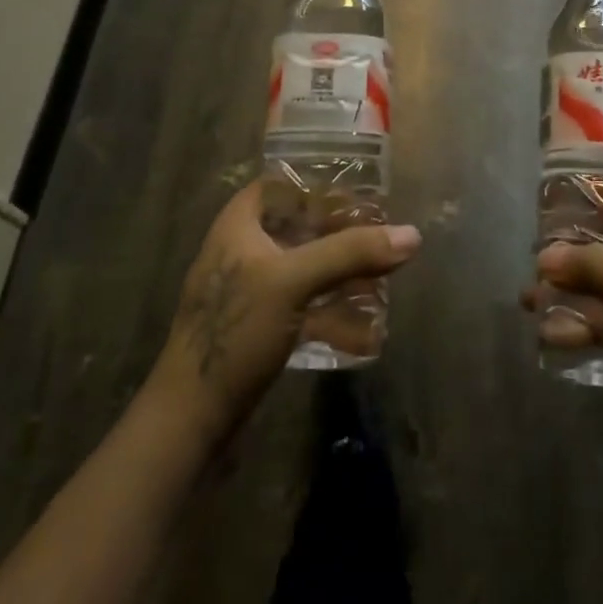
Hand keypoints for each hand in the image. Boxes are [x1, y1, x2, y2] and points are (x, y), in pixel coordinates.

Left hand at [147, 183, 421, 446]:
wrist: (190, 420)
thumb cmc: (235, 332)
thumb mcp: (293, 282)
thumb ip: (350, 253)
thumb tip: (412, 234)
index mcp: (238, 226)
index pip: (280, 185)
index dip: (317, 183)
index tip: (360, 192)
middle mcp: (242, 251)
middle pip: (297, 227)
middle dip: (339, 233)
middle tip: (381, 235)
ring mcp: (249, 293)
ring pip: (303, 269)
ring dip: (340, 274)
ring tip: (382, 279)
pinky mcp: (258, 329)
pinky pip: (302, 307)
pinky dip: (331, 312)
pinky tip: (365, 330)